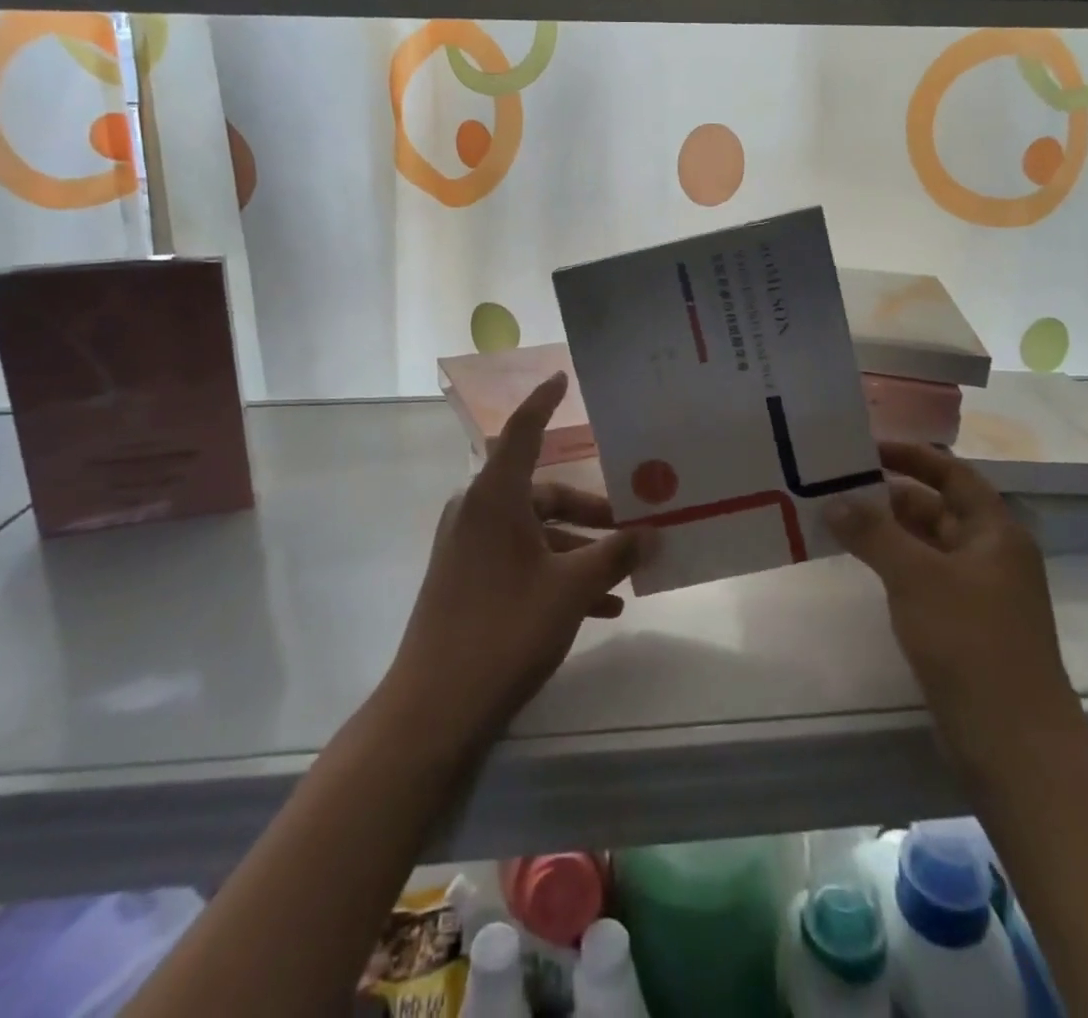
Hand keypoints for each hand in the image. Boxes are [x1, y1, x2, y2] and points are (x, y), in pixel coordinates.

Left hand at [388, 372, 640, 749]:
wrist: (435, 708)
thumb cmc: (505, 629)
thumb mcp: (571, 590)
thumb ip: (614, 555)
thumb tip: (652, 533)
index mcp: (496, 497)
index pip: (523, 432)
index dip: (544, 402)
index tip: (562, 378)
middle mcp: (478, 512)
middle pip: (543, 493)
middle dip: (591, 511)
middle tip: (635, 526)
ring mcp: (470, 548)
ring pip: (537, 532)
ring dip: (580, 548)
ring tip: (626, 573)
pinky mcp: (469, 581)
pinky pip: (523, 561)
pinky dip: (558, 573)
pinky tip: (600, 608)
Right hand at [825, 441, 1084, 786]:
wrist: (1013, 743)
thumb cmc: (970, 642)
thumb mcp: (916, 576)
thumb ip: (873, 532)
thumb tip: (834, 499)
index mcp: (995, 531)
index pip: (952, 473)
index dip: (912, 456)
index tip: (866, 447)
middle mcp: (990, 554)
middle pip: (937, 507)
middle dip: (889, 495)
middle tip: (836, 484)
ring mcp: (979, 592)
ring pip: (926, 545)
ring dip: (886, 532)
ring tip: (835, 519)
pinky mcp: (964, 625)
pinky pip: (923, 577)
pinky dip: (893, 564)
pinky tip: (859, 565)